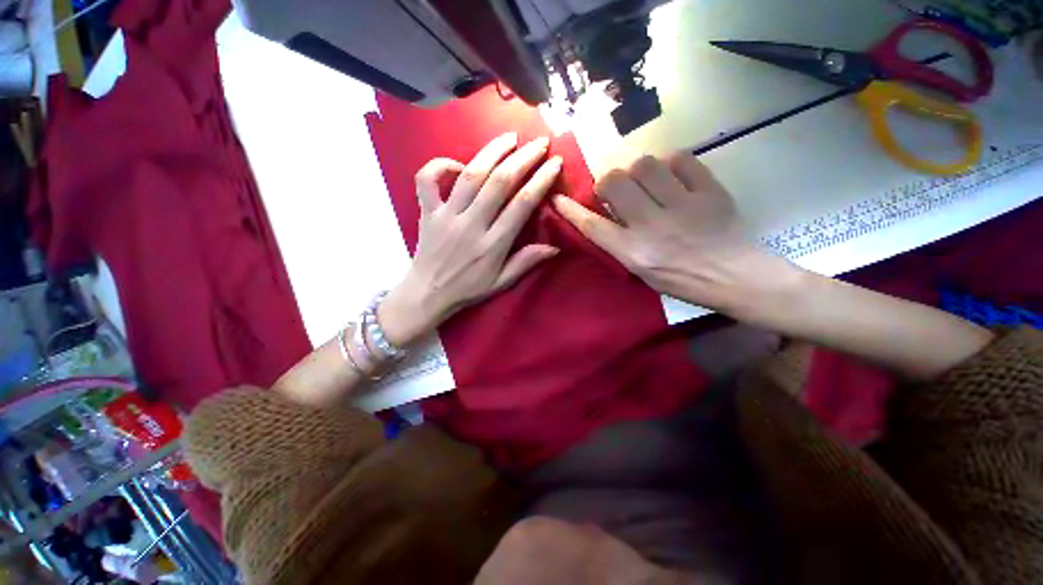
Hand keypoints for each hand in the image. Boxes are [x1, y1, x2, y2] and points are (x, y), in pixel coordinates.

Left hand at [380, 133, 562, 344]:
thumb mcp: (501, 282)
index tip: (554, 163)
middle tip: (539, 142)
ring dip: (491, 152)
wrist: (428, 293)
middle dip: (523, 158)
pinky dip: (439, 165)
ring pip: (470, 175)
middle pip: (499, 183)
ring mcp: (446, 216)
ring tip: (509, 137)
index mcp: (492, 245)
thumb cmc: (468, 289)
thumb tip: (555, 247)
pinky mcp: (427, 212)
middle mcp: (471, 225)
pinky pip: (427, 180)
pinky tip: (458, 163)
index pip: (521, 205)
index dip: (541, 181)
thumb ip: (526, 262)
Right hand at [553, 152, 779, 313]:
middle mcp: (651, 226)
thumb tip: (605, 214)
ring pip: (644, 165)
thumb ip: (619, 243)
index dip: (571, 209)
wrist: (733, 276)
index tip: (559, 197)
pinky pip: (681, 159)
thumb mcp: (640, 271)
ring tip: (645, 181)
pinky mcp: (708, 191)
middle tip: (616, 190)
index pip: (592, 225)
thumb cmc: (681, 280)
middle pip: (614, 182)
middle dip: (607, 182)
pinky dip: (670, 163)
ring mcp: (681, 205)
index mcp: (633, 252)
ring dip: (637, 171)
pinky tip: (671, 175)